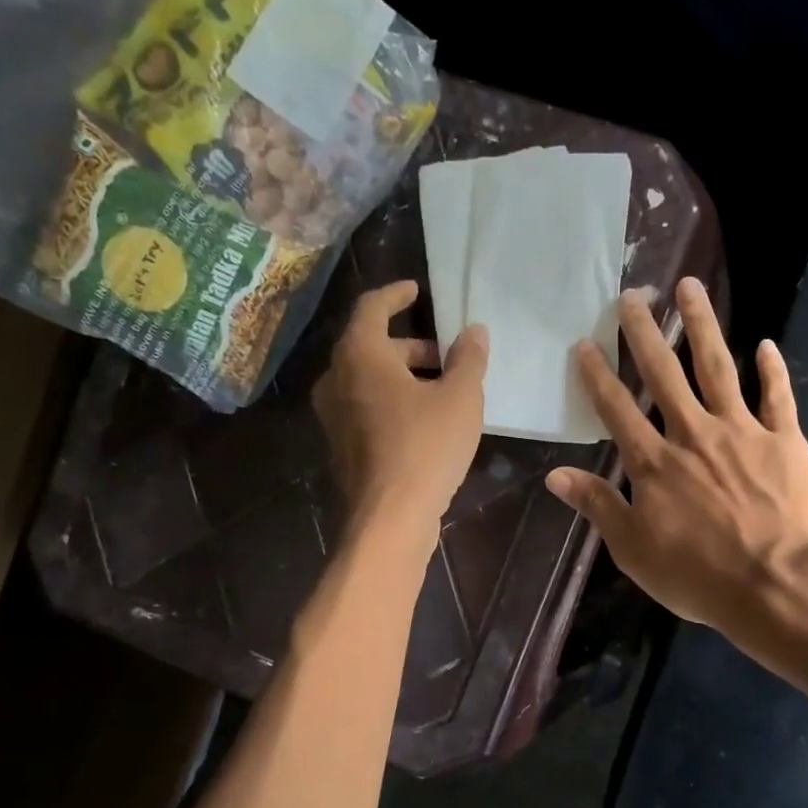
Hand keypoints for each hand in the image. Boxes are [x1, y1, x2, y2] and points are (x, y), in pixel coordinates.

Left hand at [312, 281, 487, 542]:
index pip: (372, 307)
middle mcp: (336, 378)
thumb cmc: (426, 447)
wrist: (390, 517)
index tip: (416, 290)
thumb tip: (474, 331)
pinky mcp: (341, 445)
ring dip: (403, 376)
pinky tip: (425, 420)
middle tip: (447, 355)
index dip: (396, 294)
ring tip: (443, 389)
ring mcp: (333, 416)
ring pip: (368, 379)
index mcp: (359, 355)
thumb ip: (468, 359)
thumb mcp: (460, 398)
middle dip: (411, 346)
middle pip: (371, 346)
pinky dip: (392, 401)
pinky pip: (366, 407)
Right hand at [545, 278, 807, 635]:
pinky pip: (778, 397)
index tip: (585, 344)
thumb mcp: (634, 549)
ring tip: (690, 287)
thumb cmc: (699, 575)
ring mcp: (743, 432)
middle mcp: (694, 434)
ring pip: (718, 368)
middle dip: (645, 334)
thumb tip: (555, 475)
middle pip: (664, 375)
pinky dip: (772, 370)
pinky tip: (766, 344)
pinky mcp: (786, 441)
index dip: (598, 376)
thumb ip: (598, 506)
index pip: (617, 410)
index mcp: (655, 463)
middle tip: (631, 296)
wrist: (778, 583)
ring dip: (702, 326)